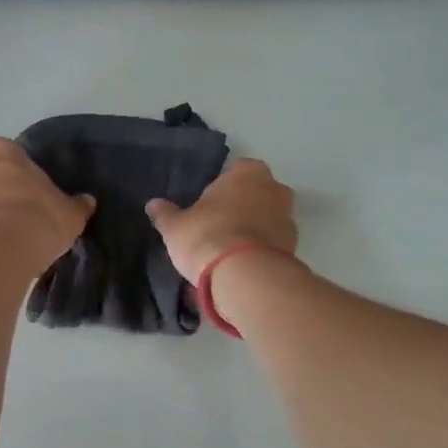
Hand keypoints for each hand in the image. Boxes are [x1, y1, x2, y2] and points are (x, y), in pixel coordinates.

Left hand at [0, 137, 94, 269]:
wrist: (1, 255)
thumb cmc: (39, 219)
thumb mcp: (70, 213)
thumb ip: (77, 204)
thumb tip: (86, 201)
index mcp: (0, 152)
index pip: (6, 149)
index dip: (17, 167)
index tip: (29, 185)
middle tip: (15, 208)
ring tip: (3, 235)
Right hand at [146, 158, 296, 284]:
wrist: (244, 277)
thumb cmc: (207, 236)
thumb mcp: (175, 227)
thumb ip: (165, 213)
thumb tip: (153, 204)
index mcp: (248, 172)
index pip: (235, 170)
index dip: (221, 188)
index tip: (207, 205)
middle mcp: (275, 189)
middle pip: (256, 194)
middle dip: (241, 207)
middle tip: (217, 226)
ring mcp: (289, 219)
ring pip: (267, 220)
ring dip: (253, 231)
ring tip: (228, 252)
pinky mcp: (294, 249)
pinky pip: (272, 244)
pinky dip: (260, 251)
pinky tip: (241, 266)